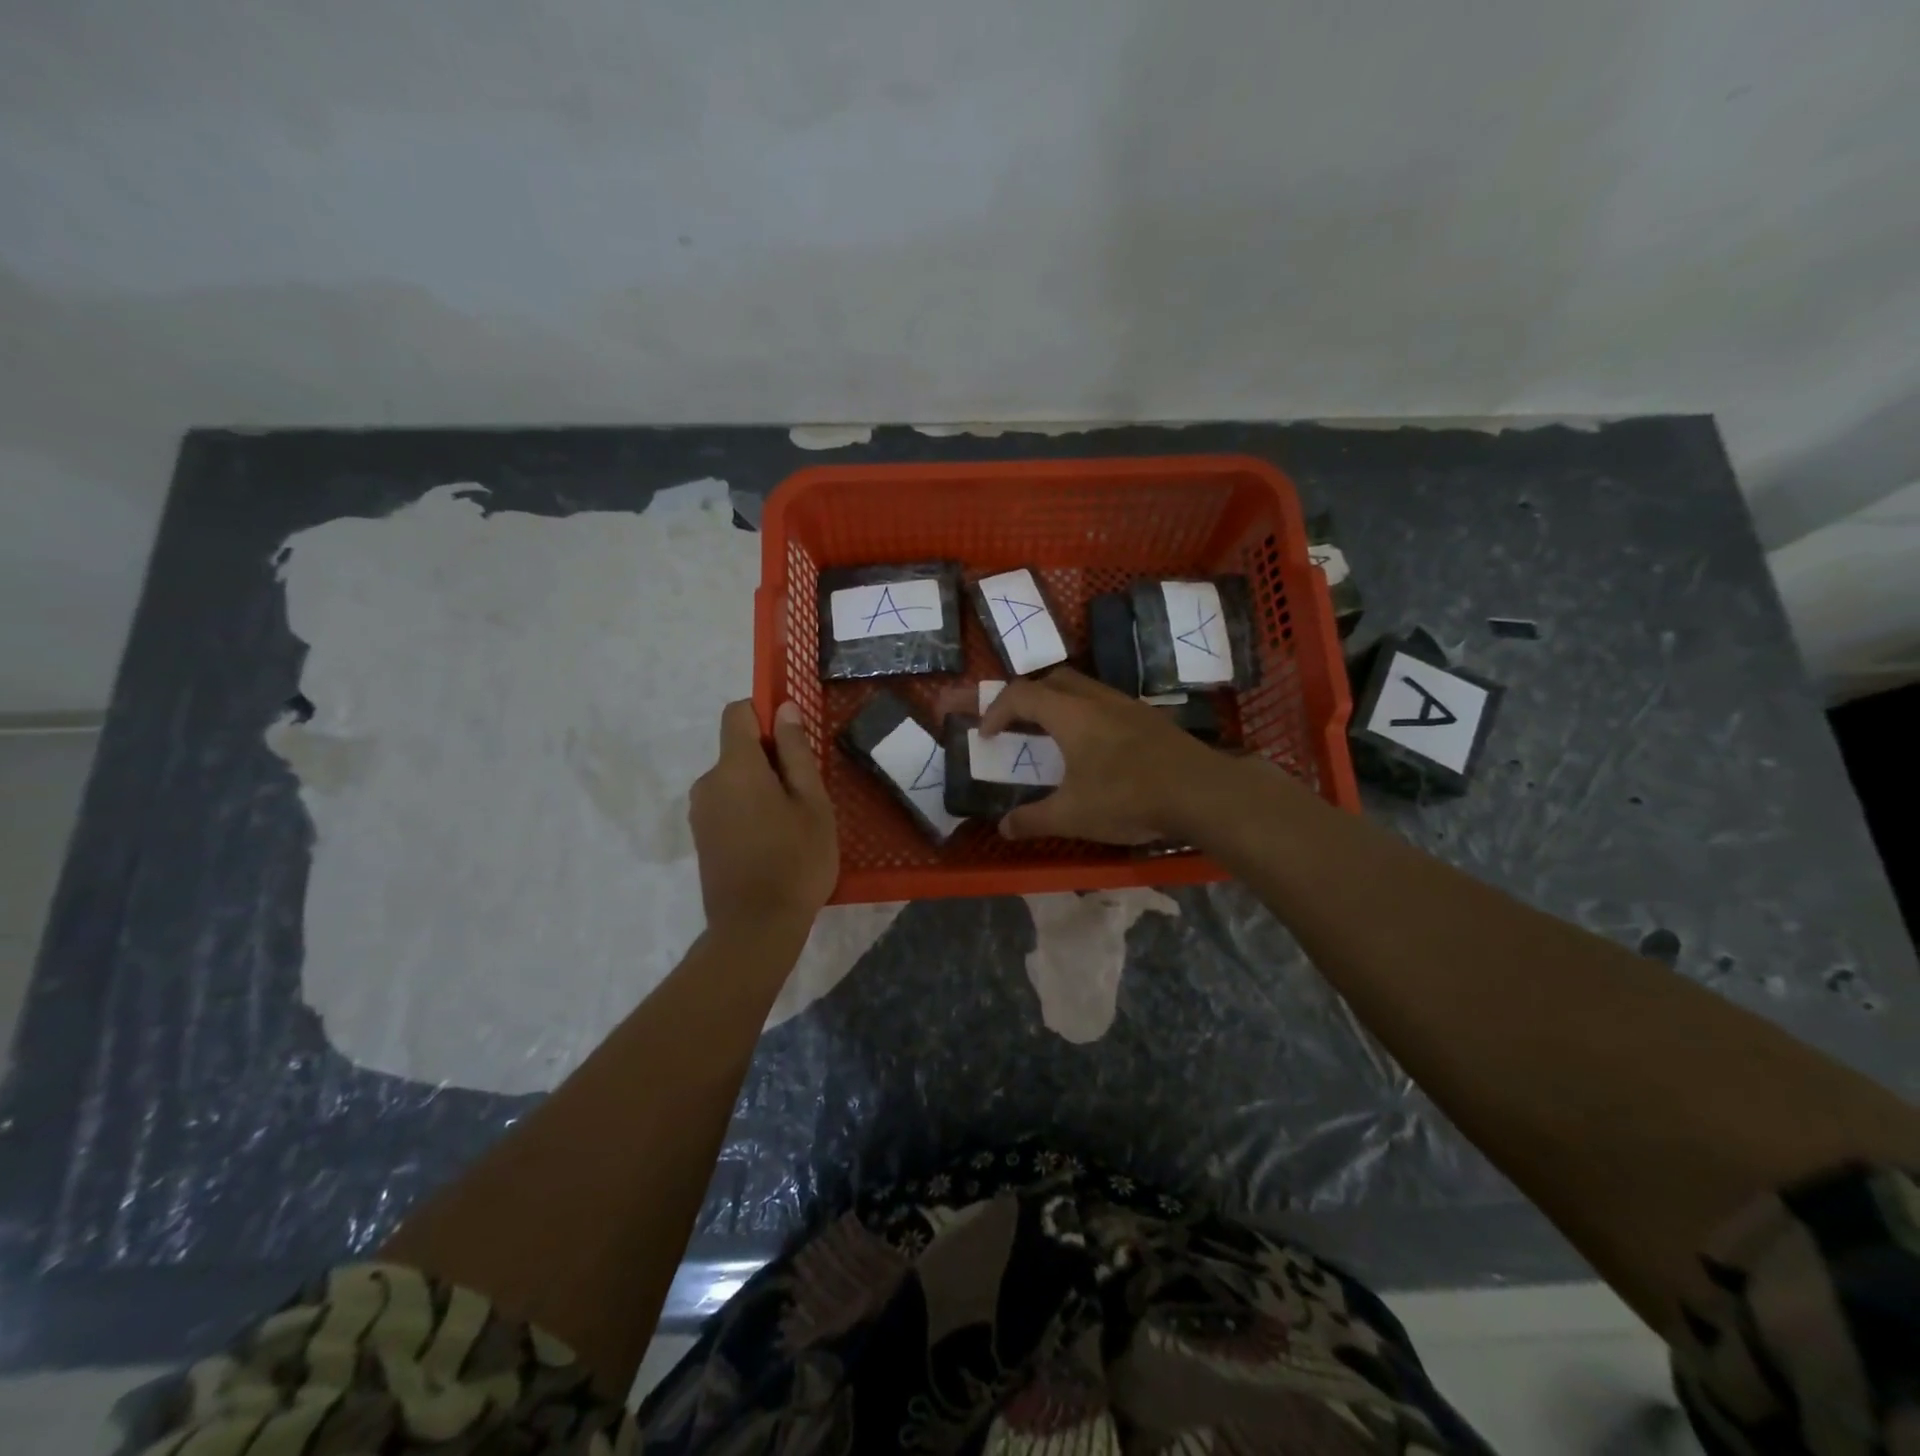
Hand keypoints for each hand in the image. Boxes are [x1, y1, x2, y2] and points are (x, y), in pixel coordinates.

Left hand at [689, 700, 838, 933]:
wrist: (755, 928)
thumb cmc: (796, 860)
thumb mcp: (812, 803)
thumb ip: (796, 752)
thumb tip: (783, 709)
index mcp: (736, 767)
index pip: (738, 713)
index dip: (765, 715)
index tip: (794, 741)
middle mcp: (708, 782)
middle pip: (738, 750)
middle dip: (771, 761)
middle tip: (805, 796)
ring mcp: (700, 812)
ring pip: (734, 781)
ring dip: (761, 789)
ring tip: (792, 825)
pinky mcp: (701, 837)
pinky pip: (727, 805)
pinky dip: (749, 811)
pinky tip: (772, 843)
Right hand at [979, 667, 1217, 842]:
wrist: (1200, 792)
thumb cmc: (1127, 798)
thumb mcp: (1072, 816)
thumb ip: (1033, 820)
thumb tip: (1003, 828)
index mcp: (1070, 714)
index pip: (1021, 694)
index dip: (996, 710)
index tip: (986, 735)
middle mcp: (1097, 699)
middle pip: (1054, 680)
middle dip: (1029, 698)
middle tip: (1019, 726)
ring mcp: (1128, 705)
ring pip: (1085, 690)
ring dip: (1062, 705)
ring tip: (1056, 738)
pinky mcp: (1151, 719)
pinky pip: (1108, 704)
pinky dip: (1089, 716)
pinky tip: (1097, 749)